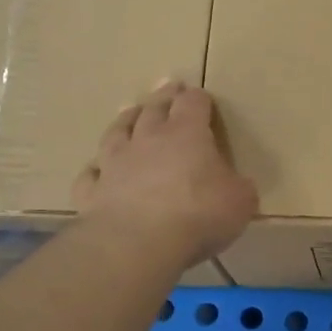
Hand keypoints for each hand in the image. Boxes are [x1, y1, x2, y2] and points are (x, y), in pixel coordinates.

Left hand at [72, 81, 258, 265]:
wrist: (138, 243)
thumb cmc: (198, 214)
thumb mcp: (240, 201)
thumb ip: (238, 187)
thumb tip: (237, 185)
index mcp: (187, 134)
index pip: (193, 103)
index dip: (198, 98)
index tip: (202, 97)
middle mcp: (148, 140)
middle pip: (153, 108)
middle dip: (163, 96)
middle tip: (167, 87)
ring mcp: (115, 163)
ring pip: (117, 132)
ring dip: (125, 120)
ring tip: (128, 111)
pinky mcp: (93, 192)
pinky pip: (91, 175)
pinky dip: (95, 169)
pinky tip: (96, 169)